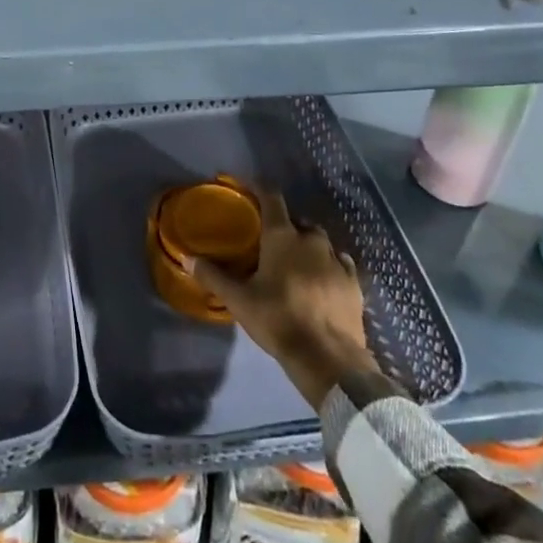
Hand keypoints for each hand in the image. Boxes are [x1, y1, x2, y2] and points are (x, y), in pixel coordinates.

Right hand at [187, 192, 377, 409]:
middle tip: (268, 240)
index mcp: (282, 236)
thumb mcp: (239, 300)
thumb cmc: (278, 320)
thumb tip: (187, 258)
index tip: (245, 184)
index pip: (270, 196)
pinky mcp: (354, 282)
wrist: (329, 359)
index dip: (257, 186)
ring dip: (306, 245)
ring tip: (294, 261)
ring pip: (319, 241)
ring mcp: (337, 260)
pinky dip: (328, 264)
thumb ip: (212, 276)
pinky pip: (339, 262)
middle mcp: (311, 239)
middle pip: (296, 220)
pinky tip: (321, 278)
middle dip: (283, 224)